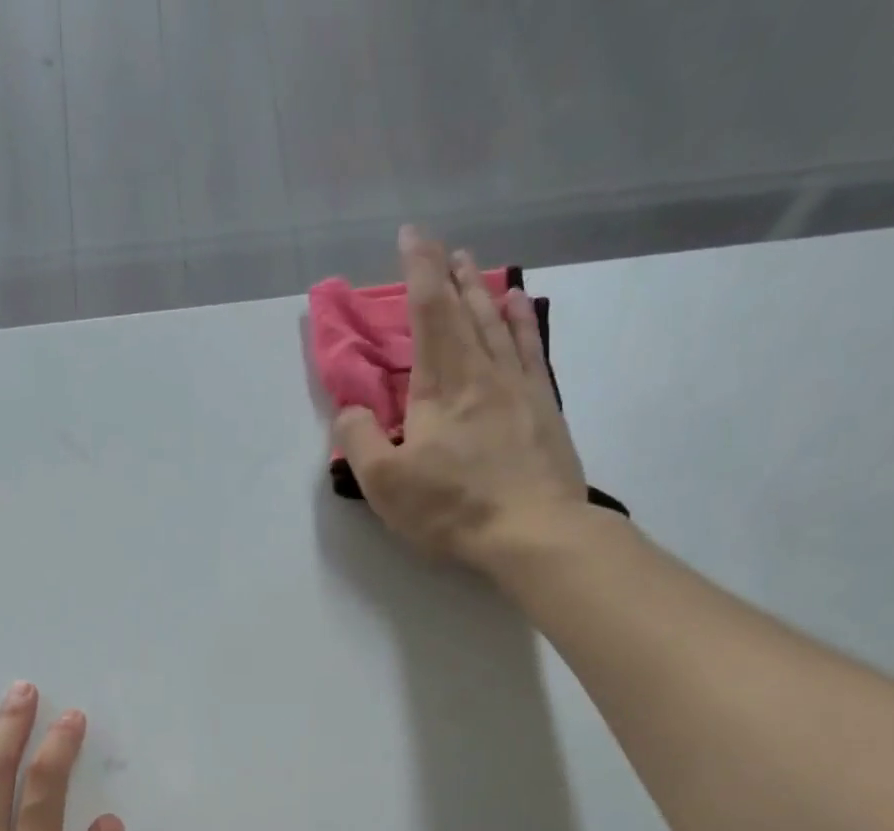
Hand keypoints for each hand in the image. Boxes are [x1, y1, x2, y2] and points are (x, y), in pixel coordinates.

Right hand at [334, 226, 592, 575]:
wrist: (533, 531)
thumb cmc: (452, 508)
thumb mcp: (385, 483)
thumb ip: (360, 440)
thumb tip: (350, 409)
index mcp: (440, 386)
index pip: (429, 312)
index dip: (419, 270)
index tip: (412, 235)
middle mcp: (481, 373)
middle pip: (465, 311)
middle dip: (449, 275)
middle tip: (442, 246)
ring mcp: (518, 387)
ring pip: (498, 324)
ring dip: (482, 291)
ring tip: (475, 265)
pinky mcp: (543, 408)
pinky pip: (529, 350)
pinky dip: (521, 321)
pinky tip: (519, 304)